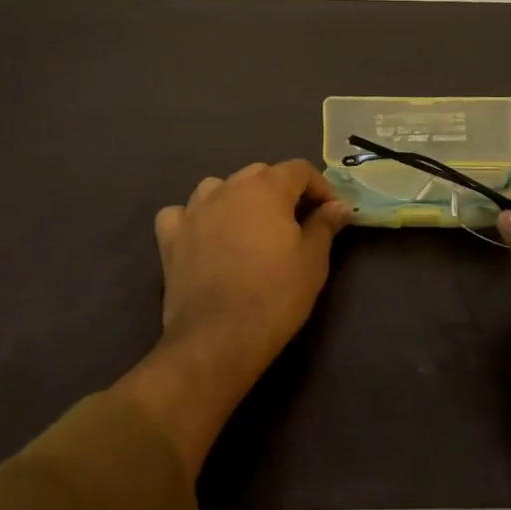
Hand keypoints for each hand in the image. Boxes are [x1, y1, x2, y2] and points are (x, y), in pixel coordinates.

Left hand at [117, 160, 351, 480]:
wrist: (218, 339)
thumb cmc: (275, 295)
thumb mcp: (313, 260)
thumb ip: (325, 225)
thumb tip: (339, 206)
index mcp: (266, 187)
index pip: (300, 170)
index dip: (321, 187)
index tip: (332, 213)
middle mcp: (228, 187)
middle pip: (260, 174)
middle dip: (282, 191)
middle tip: (297, 222)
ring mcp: (195, 210)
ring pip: (219, 187)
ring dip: (237, 199)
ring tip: (250, 225)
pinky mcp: (171, 237)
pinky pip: (181, 214)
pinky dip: (194, 219)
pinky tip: (204, 236)